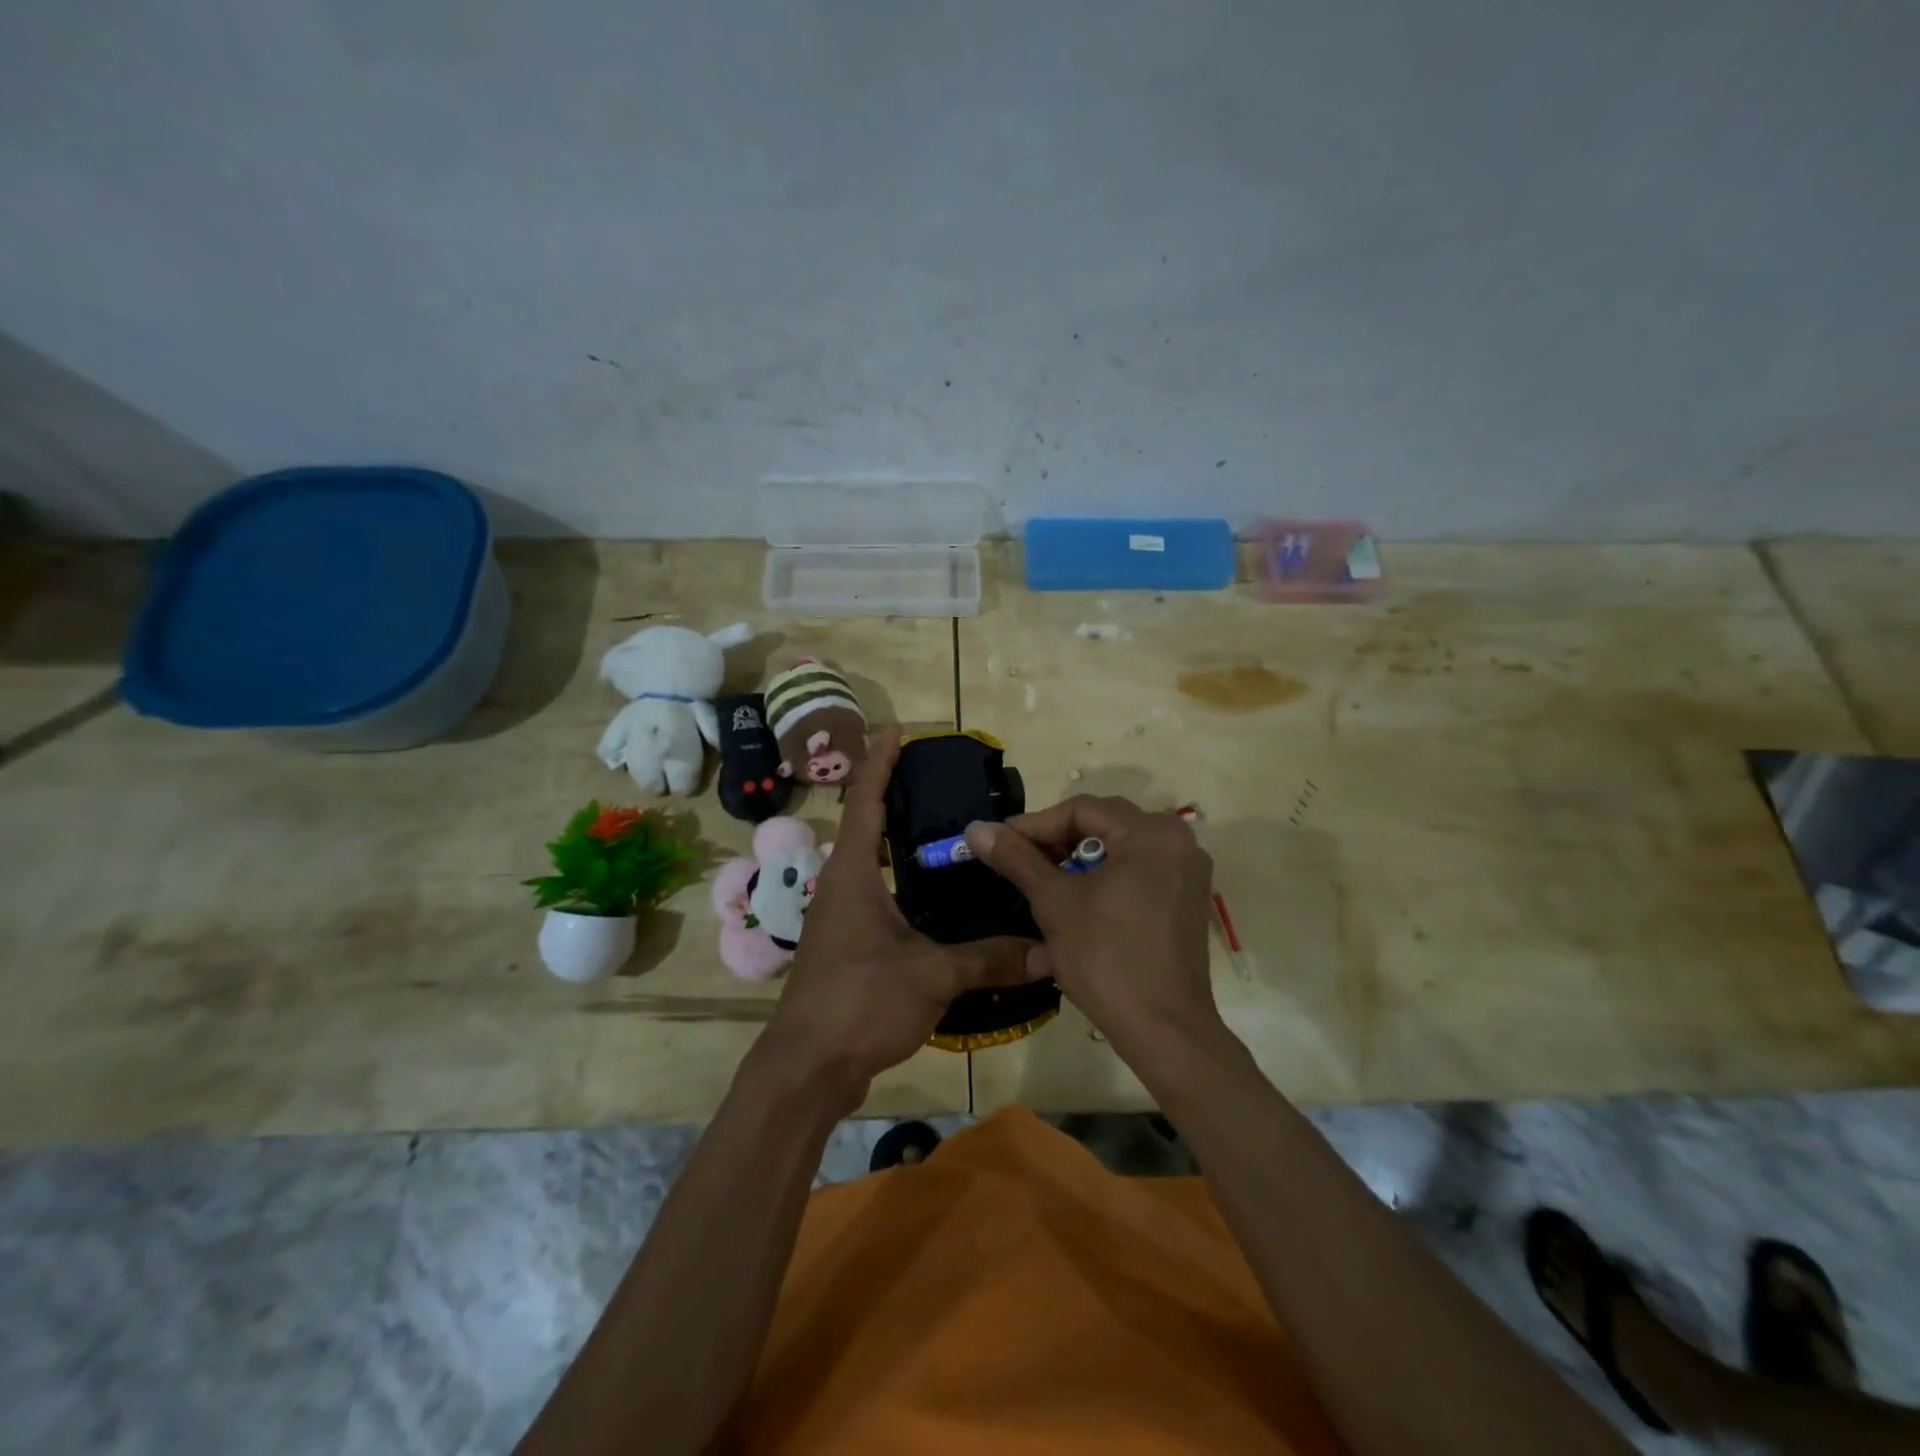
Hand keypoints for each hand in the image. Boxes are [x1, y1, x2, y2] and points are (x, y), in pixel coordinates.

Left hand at [758, 730, 1041, 1110]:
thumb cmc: (860, 1002)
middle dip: (894, 796)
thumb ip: (989, 959)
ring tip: (945, 832)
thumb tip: (1048, 950)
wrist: (807, 1068)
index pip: (865, 802)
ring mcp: (840, 918)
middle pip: (866, 826)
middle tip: (938, 780)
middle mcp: (841, 886)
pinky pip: (877, 897)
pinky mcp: (847, 946)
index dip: (880, 762)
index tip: (898, 730)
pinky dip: (903, 883)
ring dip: (898, 842)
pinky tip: (936, 899)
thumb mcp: (932, 975)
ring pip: (872, 864)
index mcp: (853, 874)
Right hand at [963, 796, 1222, 1071]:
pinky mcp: (1187, 899)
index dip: (1035, 824)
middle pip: (1104, 824)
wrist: (1163, 1030)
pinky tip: (1079, 900)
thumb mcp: (1054, 902)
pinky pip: (1139, 870)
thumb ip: (1017, 858)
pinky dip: (1106, 877)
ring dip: (1079, 860)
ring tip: (1044, 882)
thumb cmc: (1105, 958)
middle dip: (1057, 840)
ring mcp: (1188, 871)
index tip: (999, 842)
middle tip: (1019, 861)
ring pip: (1120, 848)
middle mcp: (1178, 840)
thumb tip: (977, 829)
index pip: (1081, 809)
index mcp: (1151, 832)